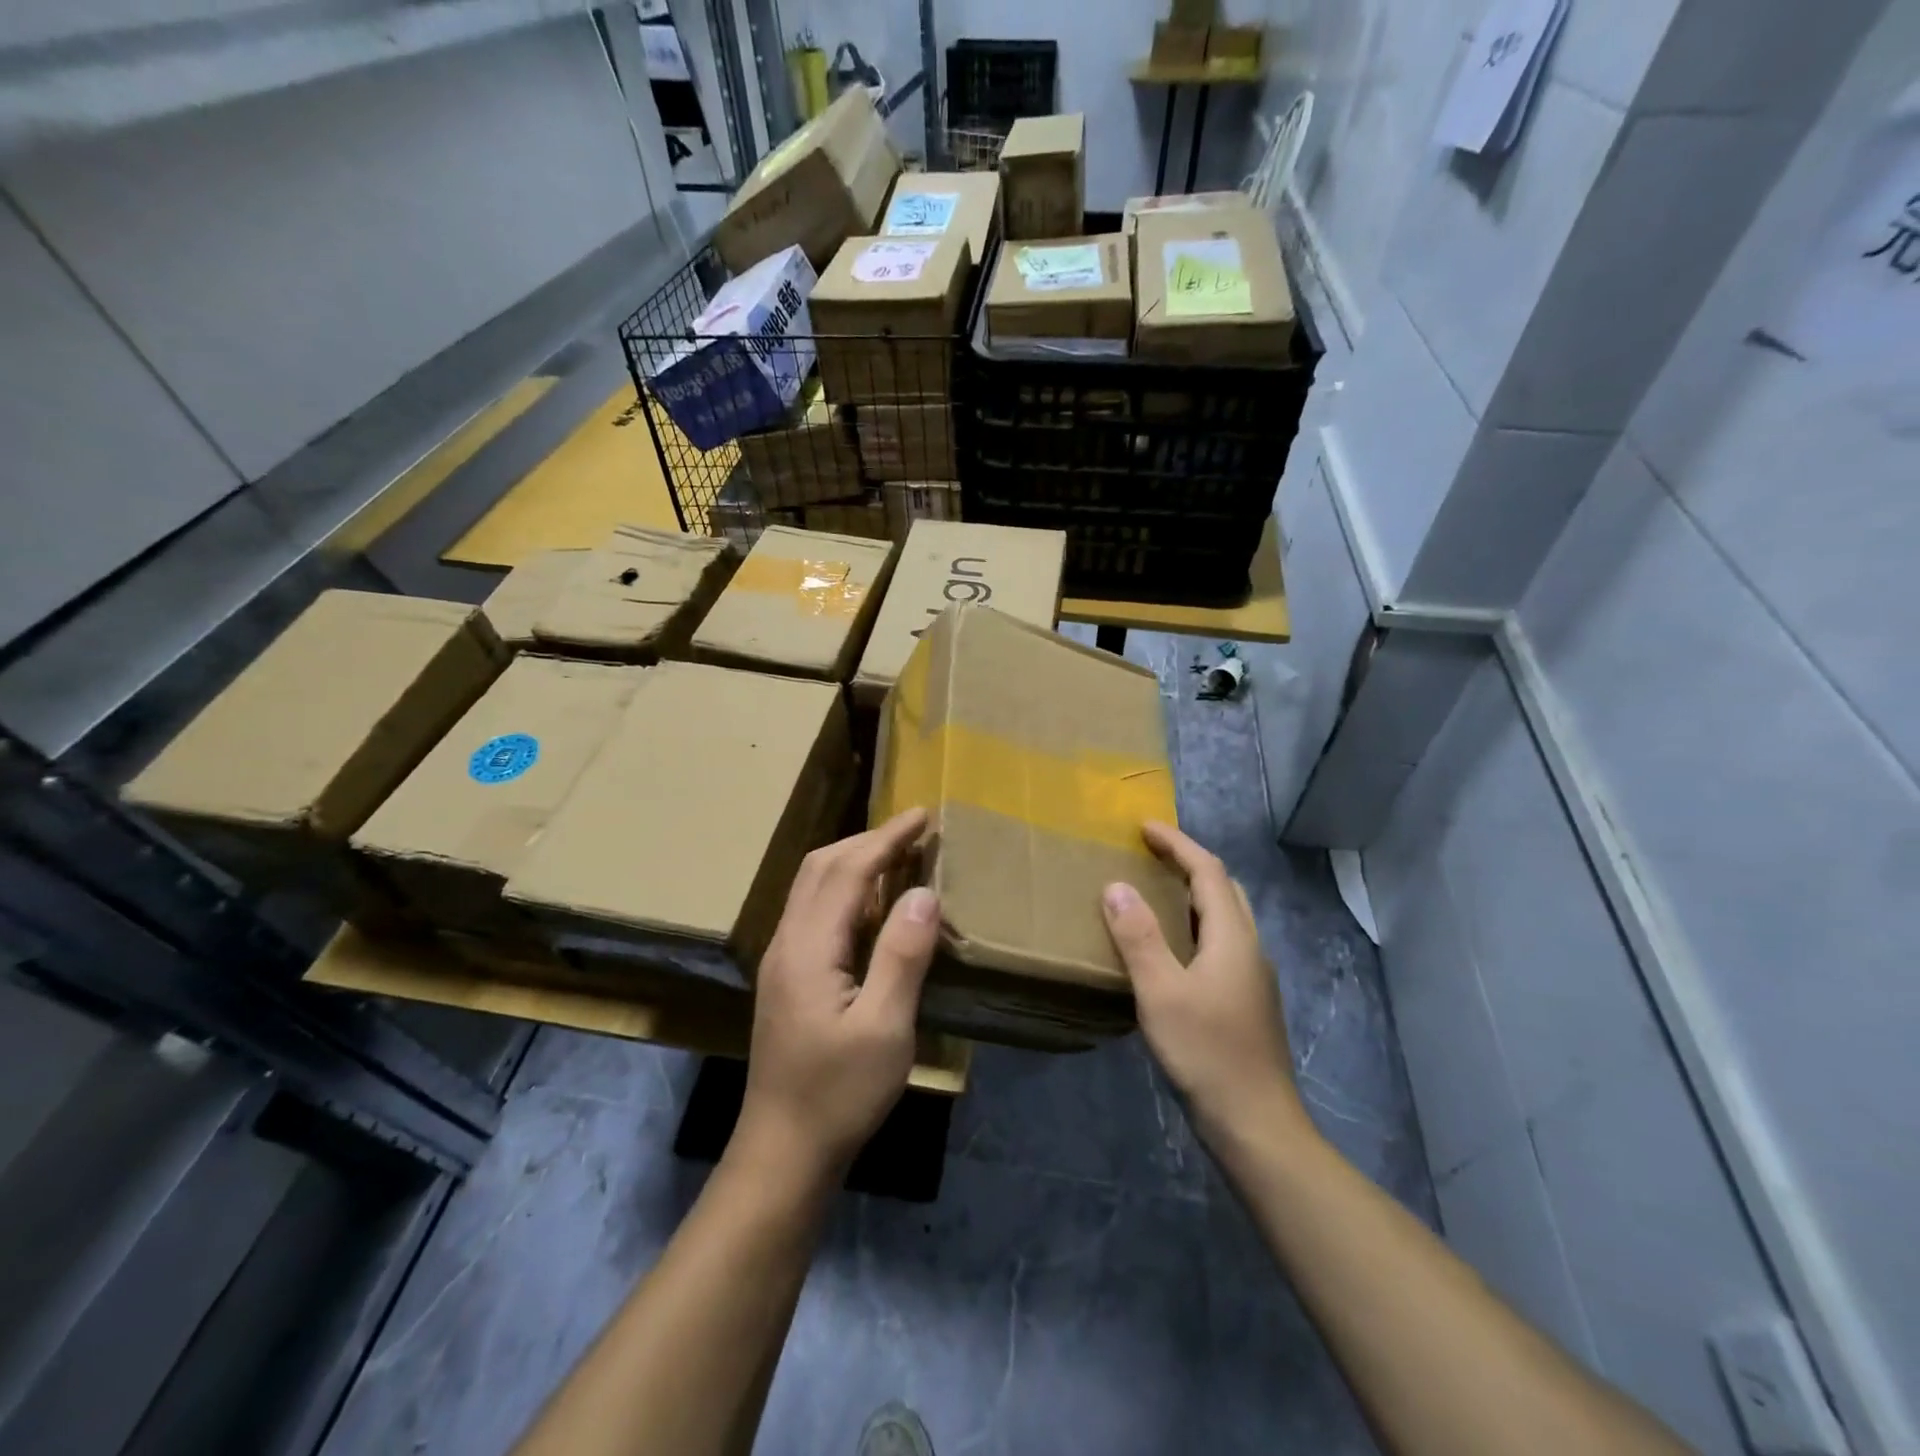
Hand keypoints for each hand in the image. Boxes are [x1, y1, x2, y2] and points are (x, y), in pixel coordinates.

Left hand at [736, 809, 938, 1179]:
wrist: (783, 1150)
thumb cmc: (839, 1092)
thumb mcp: (885, 1027)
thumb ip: (902, 955)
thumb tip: (923, 892)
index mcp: (808, 947)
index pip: (848, 870)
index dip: (886, 838)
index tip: (922, 815)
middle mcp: (786, 942)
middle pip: (821, 868)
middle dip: (867, 841)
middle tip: (914, 833)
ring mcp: (781, 960)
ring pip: (812, 888)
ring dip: (853, 863)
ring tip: (897, 858)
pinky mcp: (786, 979)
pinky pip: (814, 912)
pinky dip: (845, 891)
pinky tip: (871, 908)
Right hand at [1101, 821, 1309, 1146]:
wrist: (1256, 1124)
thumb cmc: (1206, 1052)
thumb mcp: (1161, 992)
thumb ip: (1138, 936)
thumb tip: (1116, 886)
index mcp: (1232, 936)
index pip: (1207, 871)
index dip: (1177, 843)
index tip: (1144, 826)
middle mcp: (1249, 947)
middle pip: (1224, 888)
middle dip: (1189, 862)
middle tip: (1151, 854)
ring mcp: (1253, 977)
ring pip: (1226, 917)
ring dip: (1194, 894)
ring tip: (1157, 892)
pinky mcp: (1248, 1001)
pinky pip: (1222, 943)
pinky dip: (1196, 925)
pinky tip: (1173, 949)